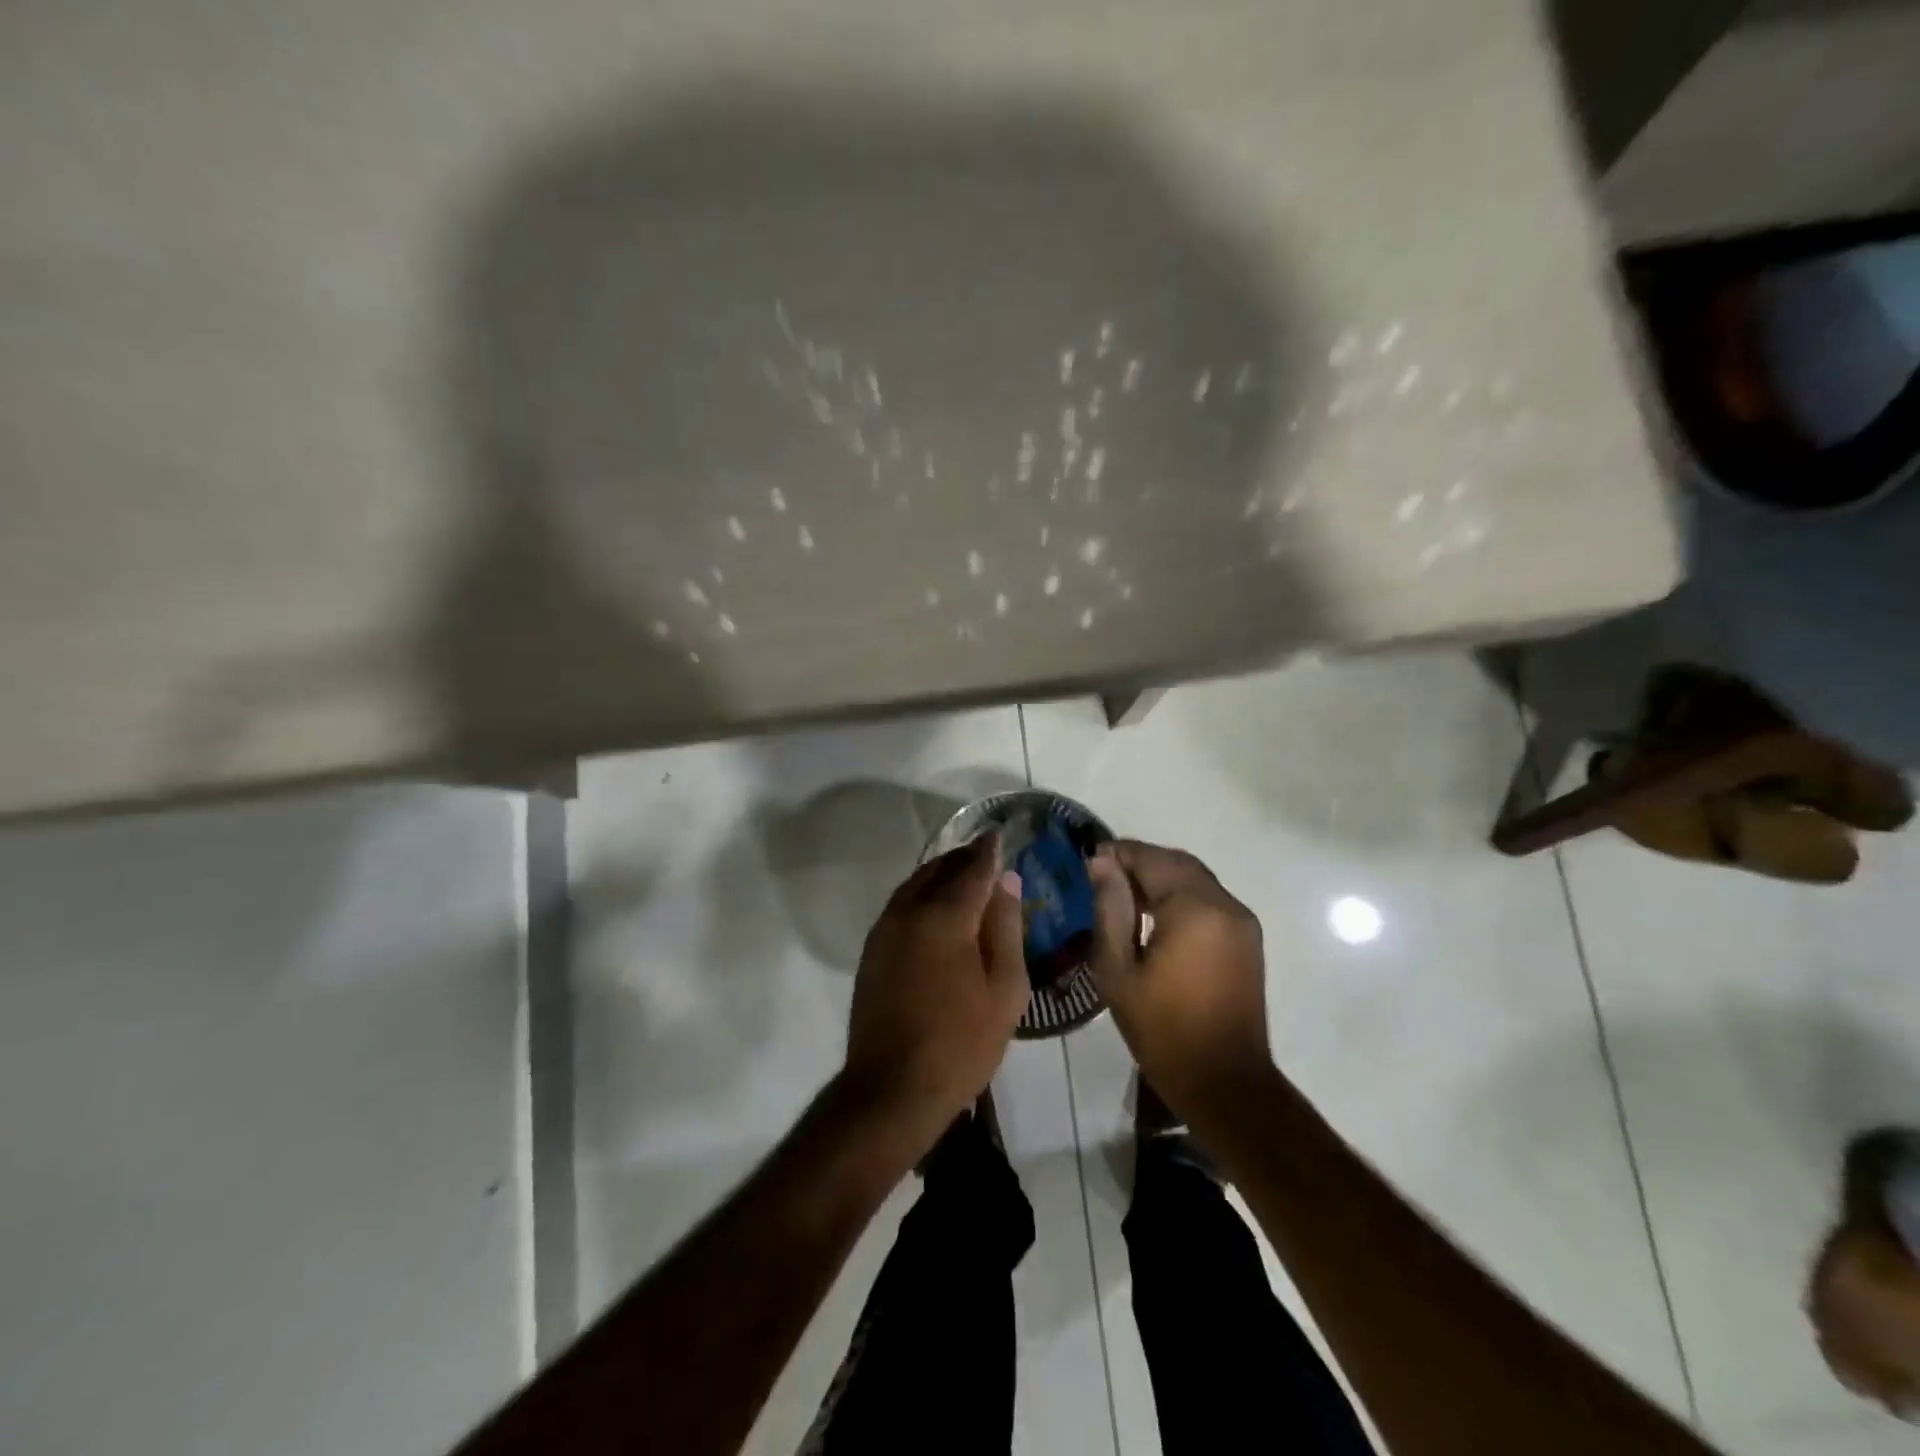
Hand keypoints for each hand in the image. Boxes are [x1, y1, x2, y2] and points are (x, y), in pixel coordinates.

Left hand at [843, 835, 1028, 1140]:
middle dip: (965, 858)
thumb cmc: (961, 1042)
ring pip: (915, 885)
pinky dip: (923, 894)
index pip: (973, 869)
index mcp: (944, 917)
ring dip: (940, 873)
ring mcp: (884, 930)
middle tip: (988, 853)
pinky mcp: (872, 950)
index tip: (1002, 835)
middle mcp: (909, 912)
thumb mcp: (1004, 989)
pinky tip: (938, 908)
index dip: (990, 851)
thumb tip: (1007, 881)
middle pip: (939, 870)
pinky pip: (901, 905)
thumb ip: (1006, 929)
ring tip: (966, 874)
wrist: (892, 1088)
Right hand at [1088, 840, 1273, 1121]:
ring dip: (1160, 878)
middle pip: (1177, 863)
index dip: (1118, 854)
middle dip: (1139, 863)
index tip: (1088, 863)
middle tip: (1103, 879)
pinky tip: (1154, 918)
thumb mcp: (1118, 970)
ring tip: (1123, 898)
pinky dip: (1180, 896)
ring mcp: (1242, 921)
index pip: (1151, 858)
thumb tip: (1100, 863)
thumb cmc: (1162, 1029)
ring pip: (1194, 879)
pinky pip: (1209, 900)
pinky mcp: (1247, 938)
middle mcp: (1225, 904)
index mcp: (1195, 908)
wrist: (1224, 1082)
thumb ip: (1109, 909)